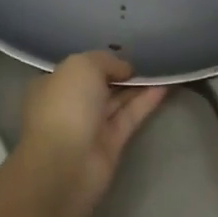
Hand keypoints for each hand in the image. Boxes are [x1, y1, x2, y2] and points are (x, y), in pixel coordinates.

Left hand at [15, 51, 166, 208]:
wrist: (65, 163)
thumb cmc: (66, 105)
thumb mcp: (82, 66)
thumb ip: (105, 60)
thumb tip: (124, 69)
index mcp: (52, 85)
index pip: (78, 68)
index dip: (101, 60)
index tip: (125, 52)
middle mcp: (70, 105)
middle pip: (100, 85)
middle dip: (122, 73)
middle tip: (149, 58)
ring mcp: (90, 126)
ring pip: (117, 101)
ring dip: (138, 86)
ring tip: (163, 68)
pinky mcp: (110, 144)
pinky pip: (130, 116)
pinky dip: (146, 102)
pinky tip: (165, 86)